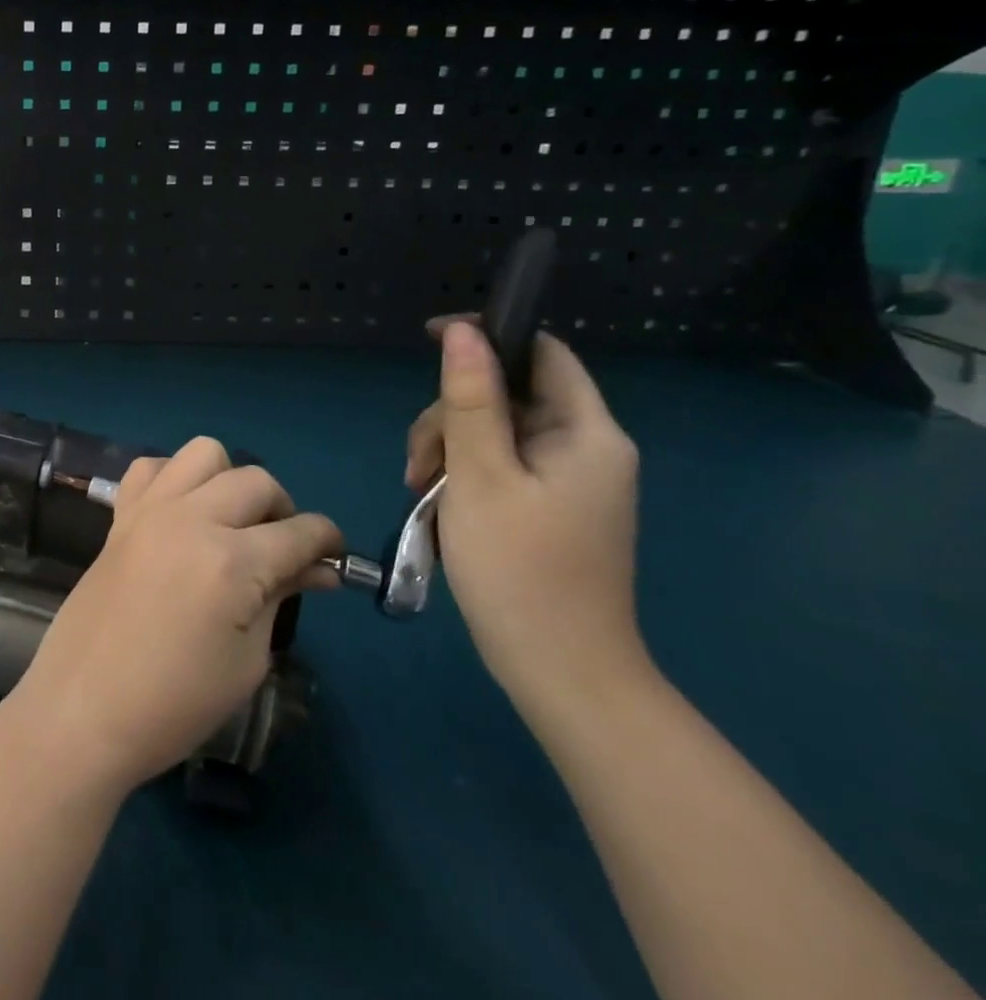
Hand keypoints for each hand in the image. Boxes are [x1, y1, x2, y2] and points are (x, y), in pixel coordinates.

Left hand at [0, 439, 342, 799]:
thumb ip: (280, 598)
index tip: (334, 555)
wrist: (84, 706)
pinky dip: (174, 478)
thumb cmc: (175, 703)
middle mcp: (191, 518)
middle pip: (256, 481)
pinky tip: (179, 513)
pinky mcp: (119, 514)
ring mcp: (150, 510)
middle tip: (282, 549)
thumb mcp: (246, 661)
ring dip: (229, 479)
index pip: (299, 532)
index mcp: (231, 561)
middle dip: (283, 508)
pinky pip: (150, 467)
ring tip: (230, 521)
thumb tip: (317, 569)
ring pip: (203, 453)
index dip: (327, 540)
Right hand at [405, 320, 650, 721]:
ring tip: (419, 490)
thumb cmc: (520, 568)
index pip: (541, 352)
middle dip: (451, 413)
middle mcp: (586, 448)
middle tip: (417, 463)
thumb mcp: (480, 474)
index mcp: (587, 433)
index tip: (430, 340)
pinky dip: (463, 474)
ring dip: (448, 447)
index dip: (488, 335)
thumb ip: (470, 398)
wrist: (562, 673)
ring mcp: (569, 481)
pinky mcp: (550, 507)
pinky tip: (439, 503)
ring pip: (495, 431)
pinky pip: (499, 465)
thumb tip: (462, 330)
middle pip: (508, 395)